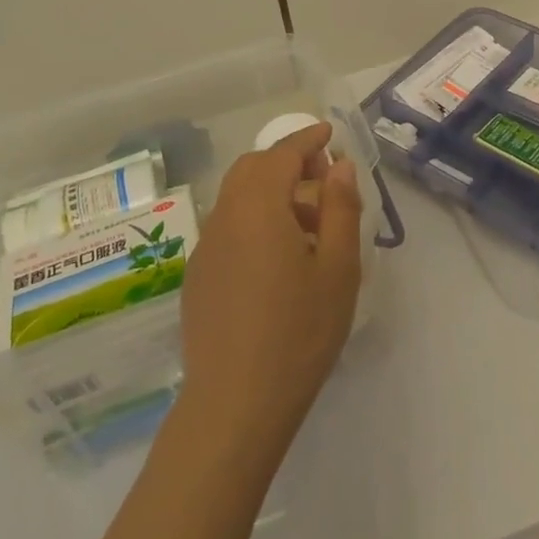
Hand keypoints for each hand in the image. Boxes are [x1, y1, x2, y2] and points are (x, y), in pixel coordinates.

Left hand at [178, 121, 362, 459]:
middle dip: (287, 163)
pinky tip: (278, 258)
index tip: (329, 134)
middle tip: (323, 180)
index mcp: (259, 208)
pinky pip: (228, 228)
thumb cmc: (299, 332)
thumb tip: (339, 167)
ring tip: (309, 224)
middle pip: (252, 170)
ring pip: (237, 199)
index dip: (307, 139)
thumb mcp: (338, 269)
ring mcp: (206, 248)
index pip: (281, 155)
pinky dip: (254, 220)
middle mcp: (224, 218)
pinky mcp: (198, 277)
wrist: (234, 404)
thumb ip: (340, 209)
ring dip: (271, 193)